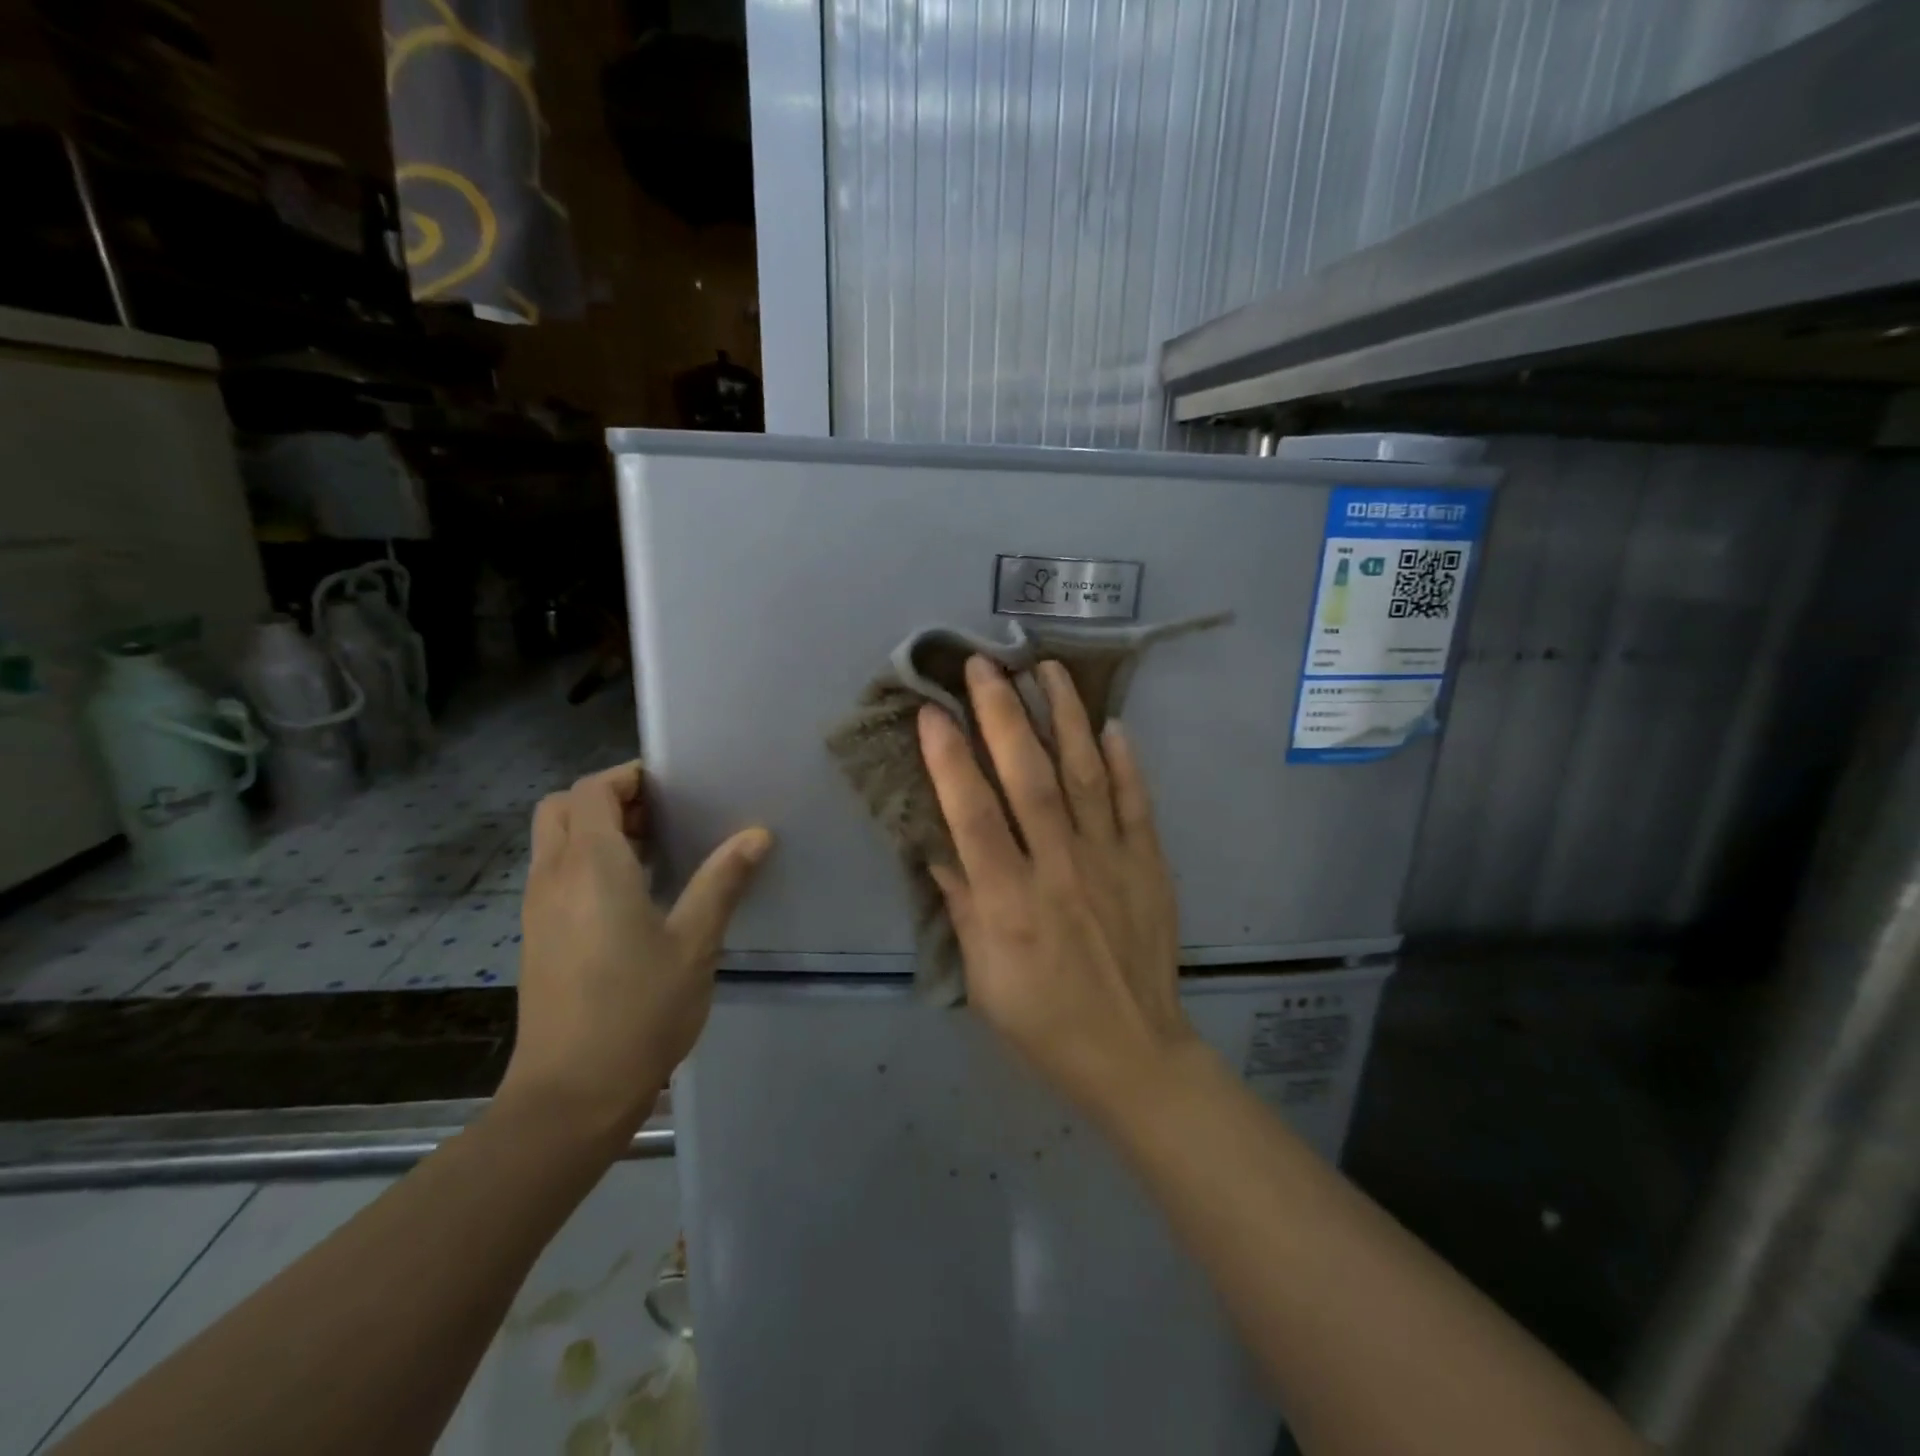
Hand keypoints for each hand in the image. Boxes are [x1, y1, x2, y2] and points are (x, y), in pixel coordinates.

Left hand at [501, 762, 771, 1144]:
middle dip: (608, 798)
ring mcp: (538, 909)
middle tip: (661, 815)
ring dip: (596, 830)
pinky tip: (632, 895)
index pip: (592, 791)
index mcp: (591, 867)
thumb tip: (756, 833)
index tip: (673, 787)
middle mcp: (553, 877)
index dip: (628, 777)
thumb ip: (723, 881)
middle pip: (562, 808)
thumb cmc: (638, 1010)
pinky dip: (585, 861)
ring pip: (555, 841)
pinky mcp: (536, 937)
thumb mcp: (695, 943)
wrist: (570, 1095)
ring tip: (655, 850)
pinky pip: (555, 874)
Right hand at [917, 656, 1198, 1116]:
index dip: (949, 760)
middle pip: (1030, 779)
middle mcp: (1060, 870)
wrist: (1131, 1051)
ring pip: (1086, 775)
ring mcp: (1111, 862)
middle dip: (1003, 716)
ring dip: (1066, 718)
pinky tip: (1112, 725)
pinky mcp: (1149, 865)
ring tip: (1048, 669)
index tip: (930, 710)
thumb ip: (961, 899)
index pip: (973, 816)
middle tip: (983, 665)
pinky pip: (1136, 804)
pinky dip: (1125, 763)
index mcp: (1011, 902)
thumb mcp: (982, 972)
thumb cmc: (1040, 1018)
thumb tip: (935, 836)